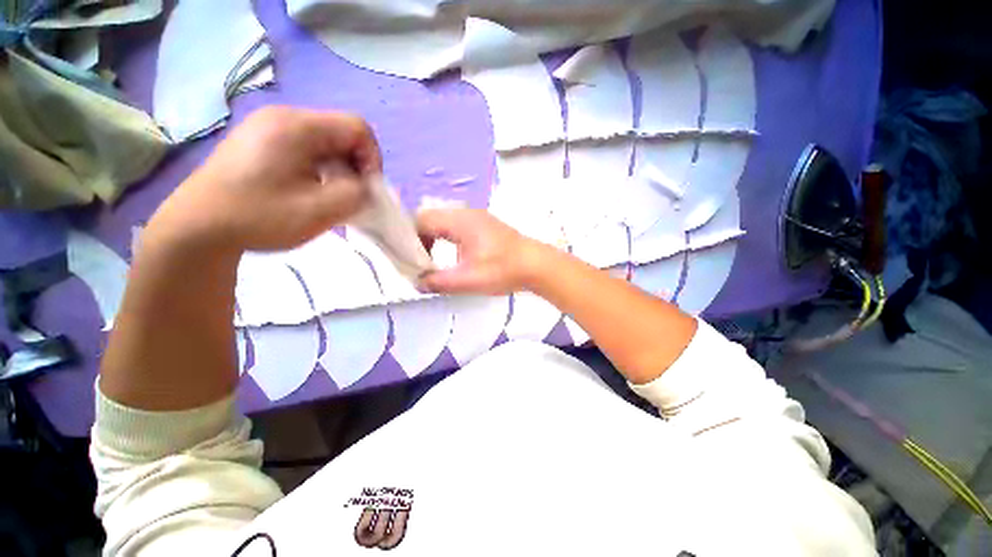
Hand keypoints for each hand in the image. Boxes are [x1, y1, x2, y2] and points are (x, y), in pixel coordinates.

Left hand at [148, 106, 380, 253]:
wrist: (197, 228)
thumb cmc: (259, 217)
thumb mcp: (320, 210)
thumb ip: (357, 194)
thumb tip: (366, 187)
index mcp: (297, 126)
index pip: (357, 127)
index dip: (373, 158)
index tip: (366, 189)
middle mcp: (282, 117)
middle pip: (340, 133)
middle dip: (355, 166)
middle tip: (349, 197)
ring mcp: (267, 128)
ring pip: (324, 143)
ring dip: (338, 170)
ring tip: (329, 196)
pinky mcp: (259, 143)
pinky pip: (304, 149)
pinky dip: (319, 169)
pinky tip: (308, 191)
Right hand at [416, 209, 544, 294]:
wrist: (536, 265)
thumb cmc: (503, 270)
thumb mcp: (467, 280)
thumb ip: (438, 282)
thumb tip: (417, 283)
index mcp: (459, 220)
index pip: (421, 219)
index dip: (409, 238)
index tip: (411, 260)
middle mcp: (466, 213)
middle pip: (431, 218)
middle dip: (420, 239)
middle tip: (420, 261)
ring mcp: (477, 217)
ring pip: (444, 222)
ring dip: (435, 239)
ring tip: (433, 260)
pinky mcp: (484, 226)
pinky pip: (457, 226)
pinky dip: (448, 239)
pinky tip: (454, 256)